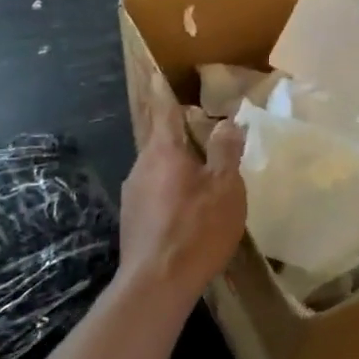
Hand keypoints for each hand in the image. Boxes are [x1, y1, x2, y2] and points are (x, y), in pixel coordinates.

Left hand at [118, 90, 246, 306]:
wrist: (156, 285)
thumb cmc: (197, 228)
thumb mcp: (225, 186)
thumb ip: (225, 151)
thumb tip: (226, 123)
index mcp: (163, 150)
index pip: (163, 110)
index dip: (163, 92)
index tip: (158, 74)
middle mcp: (141, 166)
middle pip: (162, 141)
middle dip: (182, 136)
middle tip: (206, 136)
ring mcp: (132, 195)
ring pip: (158, 168)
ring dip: (177, 167)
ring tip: (204, 178)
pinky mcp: (132, 220)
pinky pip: (154, 192)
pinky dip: (171, 191)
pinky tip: (188, 211)